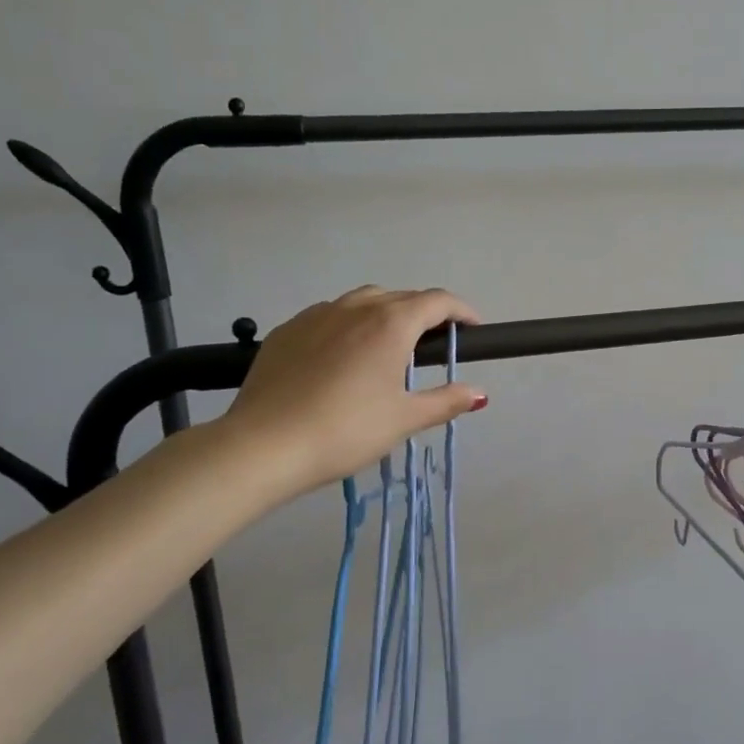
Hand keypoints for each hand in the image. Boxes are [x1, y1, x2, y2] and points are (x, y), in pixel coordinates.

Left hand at [222, 286, 486, 497]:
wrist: (263, 445)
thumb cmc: (345, 431)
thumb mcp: (404, 419)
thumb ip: (445, 401)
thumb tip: (479, 394)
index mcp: (391, 323)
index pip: (437, 301)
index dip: (461, 311)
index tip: (473, 328)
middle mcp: (356, 307)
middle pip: (401, 297)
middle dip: (425, 313)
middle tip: (434, 345)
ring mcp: (316, 315)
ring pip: (362, 301)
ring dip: (385, 313)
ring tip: (388, 346)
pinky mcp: (287, 330)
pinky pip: (329, 315)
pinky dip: (349, 324)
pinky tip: (343, 356)